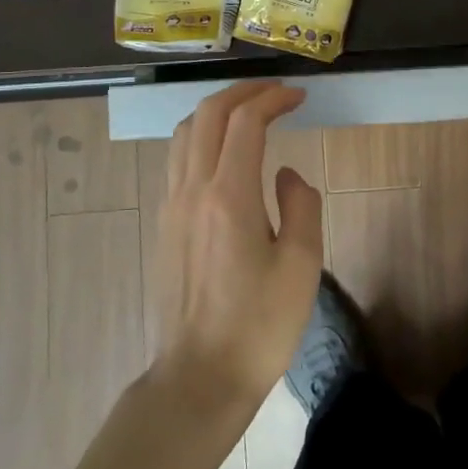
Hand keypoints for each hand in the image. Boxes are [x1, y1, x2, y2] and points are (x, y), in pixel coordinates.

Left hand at [154, 81, 323, 412]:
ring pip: (184, 133)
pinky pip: (176, 159)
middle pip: (207, 115)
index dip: (273, 99)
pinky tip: (223, 153)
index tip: (299, 96)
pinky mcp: (165, 223)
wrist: (200, 377)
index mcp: (229, 196)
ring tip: (248, 112)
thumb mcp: (302, 265)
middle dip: (242, 92)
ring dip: (216, 111)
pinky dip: (200, 136)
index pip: (245, 122)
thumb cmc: (259, 325)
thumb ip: (301, 205)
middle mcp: (192, 190)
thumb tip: (285, 175)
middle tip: (275, 91)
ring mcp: (171, 206)